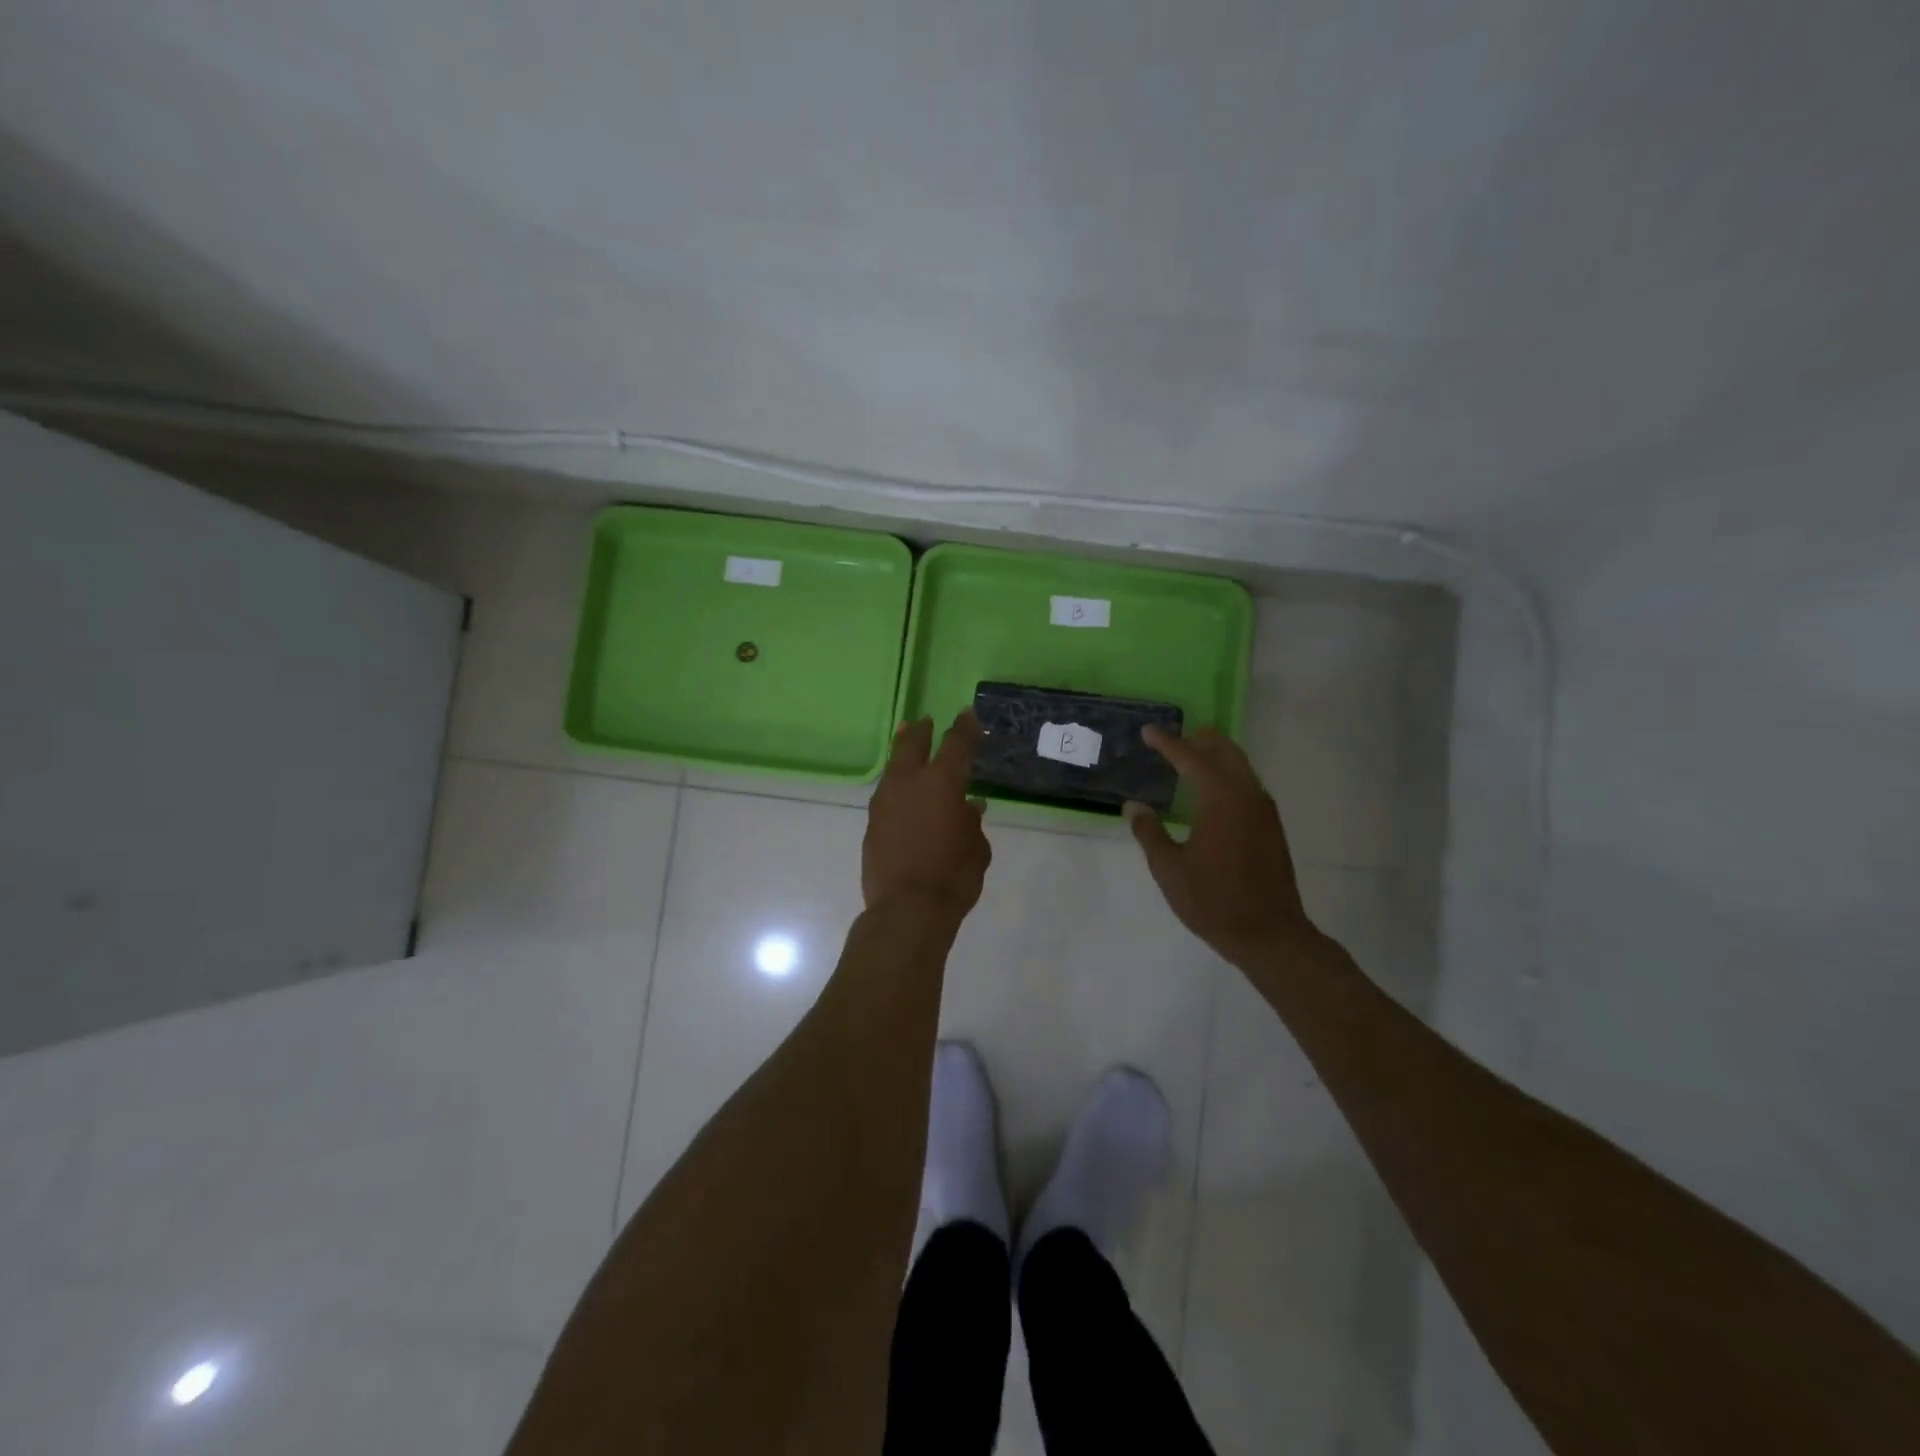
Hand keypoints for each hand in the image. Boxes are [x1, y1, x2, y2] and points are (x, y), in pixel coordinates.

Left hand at [863, 712, 991, 919]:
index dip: (965, 727)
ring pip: (893, 766)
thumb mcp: (977, 849)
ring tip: (906, 742)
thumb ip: (972, 823)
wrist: (906, 908)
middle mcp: (910, 782)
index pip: (956, 743)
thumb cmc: (953, 876)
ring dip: (902, 752)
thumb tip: (970, 807)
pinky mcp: (871, 822)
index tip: (968, 715)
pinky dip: (896, 785)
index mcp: (943, 782)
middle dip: (921, 730)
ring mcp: (885, 801)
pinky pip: (886, 793)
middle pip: (913, 744)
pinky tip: (901, 790)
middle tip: (925, 721)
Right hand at [1124, 725, 1316, 966]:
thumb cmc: (1213, 900)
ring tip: (1192, 759)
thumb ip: (1149, 832)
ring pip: (1241, 767)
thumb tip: (1134, 806)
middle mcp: (1246, 795)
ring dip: (1217, 757)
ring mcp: (1263, 811)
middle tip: (1176, 736)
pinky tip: (1213, 794)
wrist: (1269, 934)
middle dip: (1200, 740)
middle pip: (1225, 752)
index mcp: (1220, 798)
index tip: (1148, 731)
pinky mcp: (1271, 828)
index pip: (1190, 758)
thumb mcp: (1169, 868)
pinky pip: (1248, 786)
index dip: (1167, 743)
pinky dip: (1229, 776)